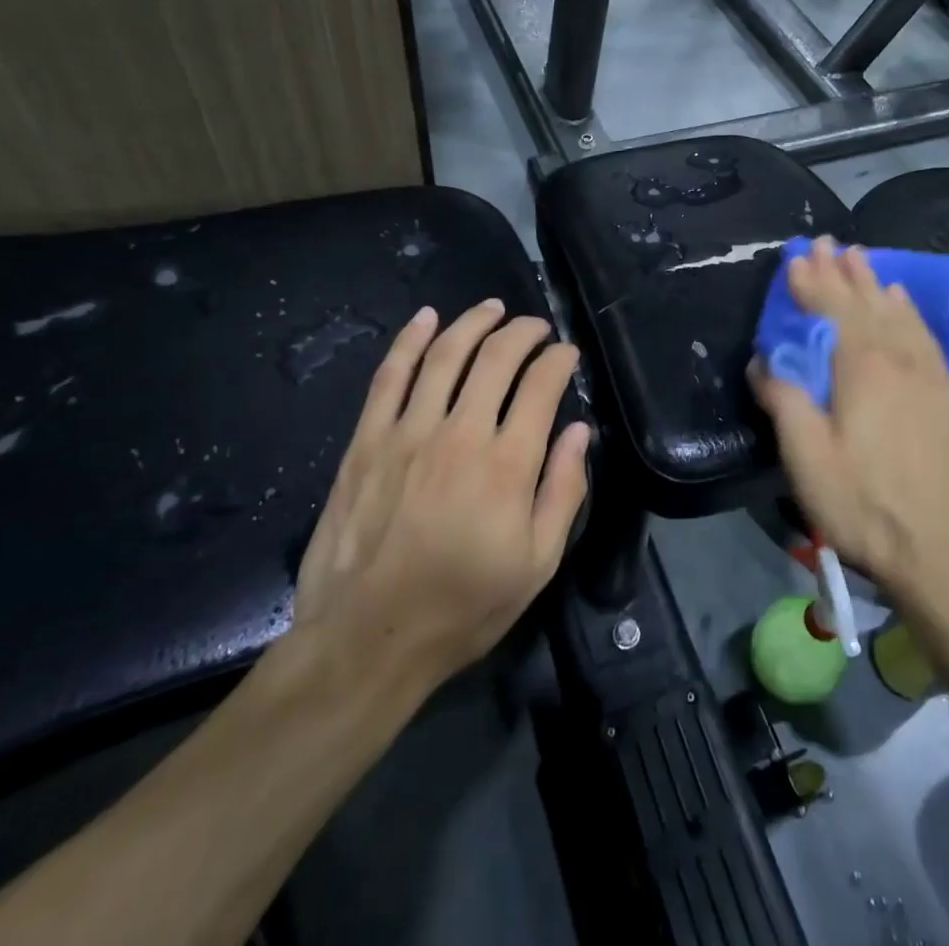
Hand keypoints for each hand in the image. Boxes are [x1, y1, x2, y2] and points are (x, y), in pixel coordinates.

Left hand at [287, 300, 589, 694]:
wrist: (367, 640)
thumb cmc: (462, 607)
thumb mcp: (536, 564)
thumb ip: (564, 492)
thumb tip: (581, 432)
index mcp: (506, 465)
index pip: (541, 387)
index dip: (559, 361)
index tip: (567, 354)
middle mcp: (460, 434)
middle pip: (496, 359)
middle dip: (523, 332)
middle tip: (536, 327)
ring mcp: (407, 433)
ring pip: (444, 356)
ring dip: (473, 323)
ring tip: (492, 309)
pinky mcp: (367, 441)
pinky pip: (389, 376)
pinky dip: (409, 341)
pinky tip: (426, 319)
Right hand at [749, 237, 948, 598]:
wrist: (937, 550)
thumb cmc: (861, 503)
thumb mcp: (805, 456)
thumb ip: (783, 399)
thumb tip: (765, 360)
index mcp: (861, 367)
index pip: (831, 310)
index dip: (811, 281)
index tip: (797, 255)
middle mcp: (897, 358)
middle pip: (865, 303)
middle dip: (841, 271)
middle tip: (827, 241)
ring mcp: (927, 375)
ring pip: (897, 314)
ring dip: (874, 283)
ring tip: (860, 256)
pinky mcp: (946, 395)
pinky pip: (925, 336)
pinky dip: (909, 311)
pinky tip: (903, 301)